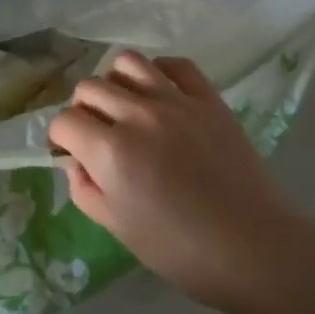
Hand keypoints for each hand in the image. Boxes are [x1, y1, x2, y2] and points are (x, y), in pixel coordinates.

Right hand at [50, 52, 292, 307]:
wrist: (254, 248)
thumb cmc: (181, 250)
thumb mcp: (118, 228)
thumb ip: (85, 189)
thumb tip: (76, 162)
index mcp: (111, 151)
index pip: (64, 121)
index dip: (60, 138)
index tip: (69, 152)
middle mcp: (138, 115)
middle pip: (90, 87)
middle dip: (82, 109)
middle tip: (96, 132)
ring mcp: (176, 101)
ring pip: (127, 62)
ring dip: (116, 81)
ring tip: (125, 105)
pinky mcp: (208, 99)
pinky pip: (176, 64)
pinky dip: (160, 72)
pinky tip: (161, 94)